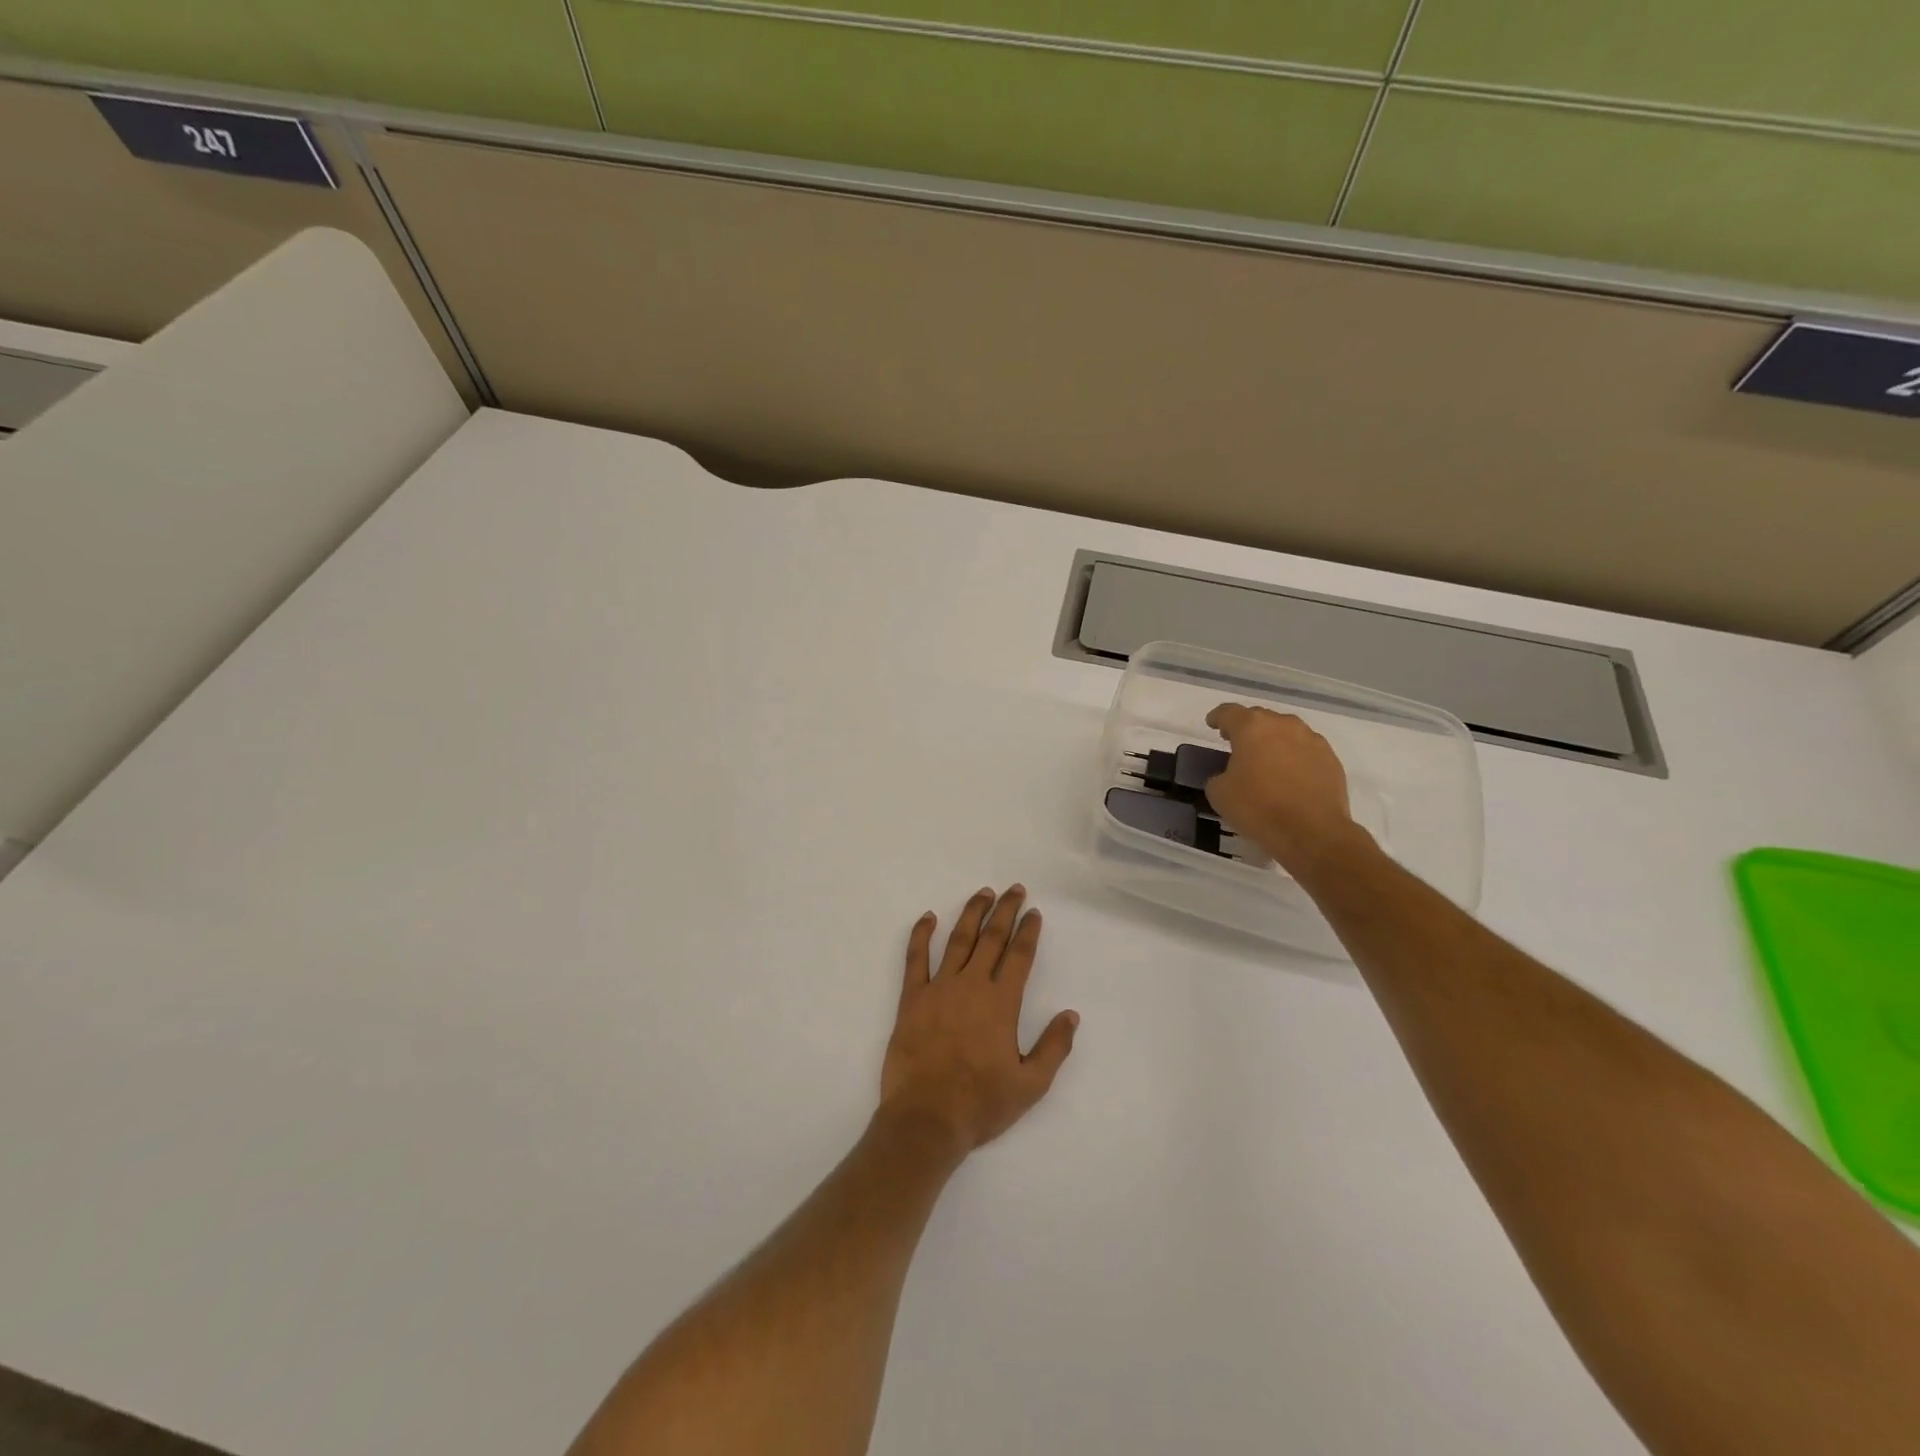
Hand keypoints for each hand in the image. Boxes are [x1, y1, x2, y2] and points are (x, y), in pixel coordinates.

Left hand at [879, 886, 1078, 1156]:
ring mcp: (939, 988)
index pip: (1019, 956)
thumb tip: (1071, 1014)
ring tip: (983, 893)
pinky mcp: (912, 998)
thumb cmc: (981, 1103)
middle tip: (1014, 889)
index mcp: (1001, 1003)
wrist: (926, 1118)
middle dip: (1005, 911)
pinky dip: (921, 934)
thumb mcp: (1030, 1084)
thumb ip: (1054, 1047)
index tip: (1034, 912)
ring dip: (972, 913)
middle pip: (991, 938)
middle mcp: (972, 986)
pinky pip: (915, 958)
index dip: (1028, 931)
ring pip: (957, 940)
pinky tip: (928, 917)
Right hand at [1204, 704, 1362, 868]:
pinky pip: (1306, 750)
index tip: (1212, 724)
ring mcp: (1312, 740)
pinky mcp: (1331, 759)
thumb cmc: (1258, 808)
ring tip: (1267, 762)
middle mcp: (1284, 725)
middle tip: (1237, 746)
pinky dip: (1295, 758)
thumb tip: (1228, 775)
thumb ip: (1218, 775)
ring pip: (1286, 732)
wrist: (1312, 832)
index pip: (1229, 712)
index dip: (1218, 717)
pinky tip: (1290, 777)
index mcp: (1252, 727)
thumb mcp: (1219, 793)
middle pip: (1260, 718)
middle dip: (1247, 729)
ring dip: (1274, 742)